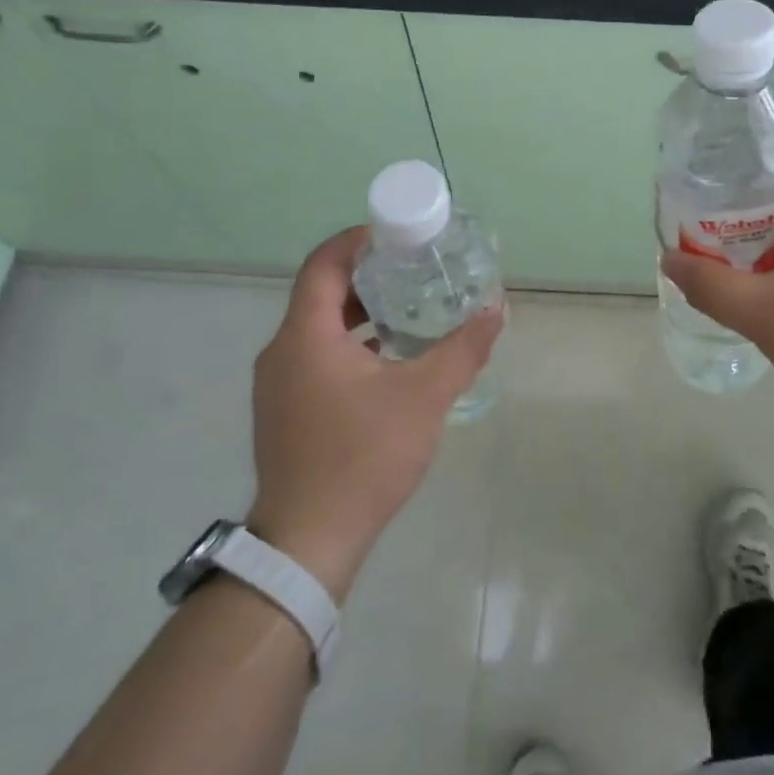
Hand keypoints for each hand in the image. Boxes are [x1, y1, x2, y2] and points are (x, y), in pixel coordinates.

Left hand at [246, 227, 503, 599]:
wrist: (309, 540)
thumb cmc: (363, 456)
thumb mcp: (425, 396)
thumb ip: (463, 348)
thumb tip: (496, 308)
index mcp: (305, 335)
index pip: (323, 263)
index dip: (357, 240)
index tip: (397, 234)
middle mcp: (282, 351)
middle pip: (321, 293)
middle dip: (367, 275)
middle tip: (413, 268)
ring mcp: (277, 384)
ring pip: (319, 328)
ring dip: (360, 313)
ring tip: (408, 310)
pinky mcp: (284, 411)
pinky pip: (315, 357)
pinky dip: (349, 345)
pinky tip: (389, 361)